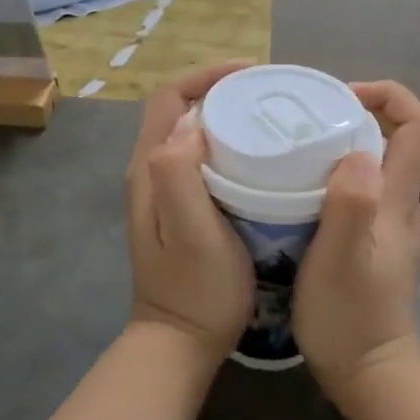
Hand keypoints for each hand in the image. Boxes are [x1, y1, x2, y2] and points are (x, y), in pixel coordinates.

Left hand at [126, 62, 255, 365]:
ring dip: (225, 116)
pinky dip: (227, 145)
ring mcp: (163, 193)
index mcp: (150, 170)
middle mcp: (150, 173)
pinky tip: (259, 157)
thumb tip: (192, 126)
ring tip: (269, 116)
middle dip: (220, 91)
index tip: (251, 74)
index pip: (170, 98)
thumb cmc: (197, 292)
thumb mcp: (192, 234)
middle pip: (179, 111)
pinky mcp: (181, 210)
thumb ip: (180, 177)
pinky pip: (200, 160)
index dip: (207, 76)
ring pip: (190, 134)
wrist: (180, 344)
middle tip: (268, 94)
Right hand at [293, 82, 419, 398]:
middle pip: (396, 142)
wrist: (374, 378)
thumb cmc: (350, 318)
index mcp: (400, 201)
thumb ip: (351, 202)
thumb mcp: (339, 259)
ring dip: (341, 152)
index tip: (342, 96)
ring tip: (293, 156)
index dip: (389, 95)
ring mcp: (394, 229)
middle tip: (301, 124)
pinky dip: (337, 183)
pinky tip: (300, 197)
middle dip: (354, 119)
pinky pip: (364, 197)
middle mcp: (404, 208)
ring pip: (376, 170)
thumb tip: (357, 149)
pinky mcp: (379, 248)